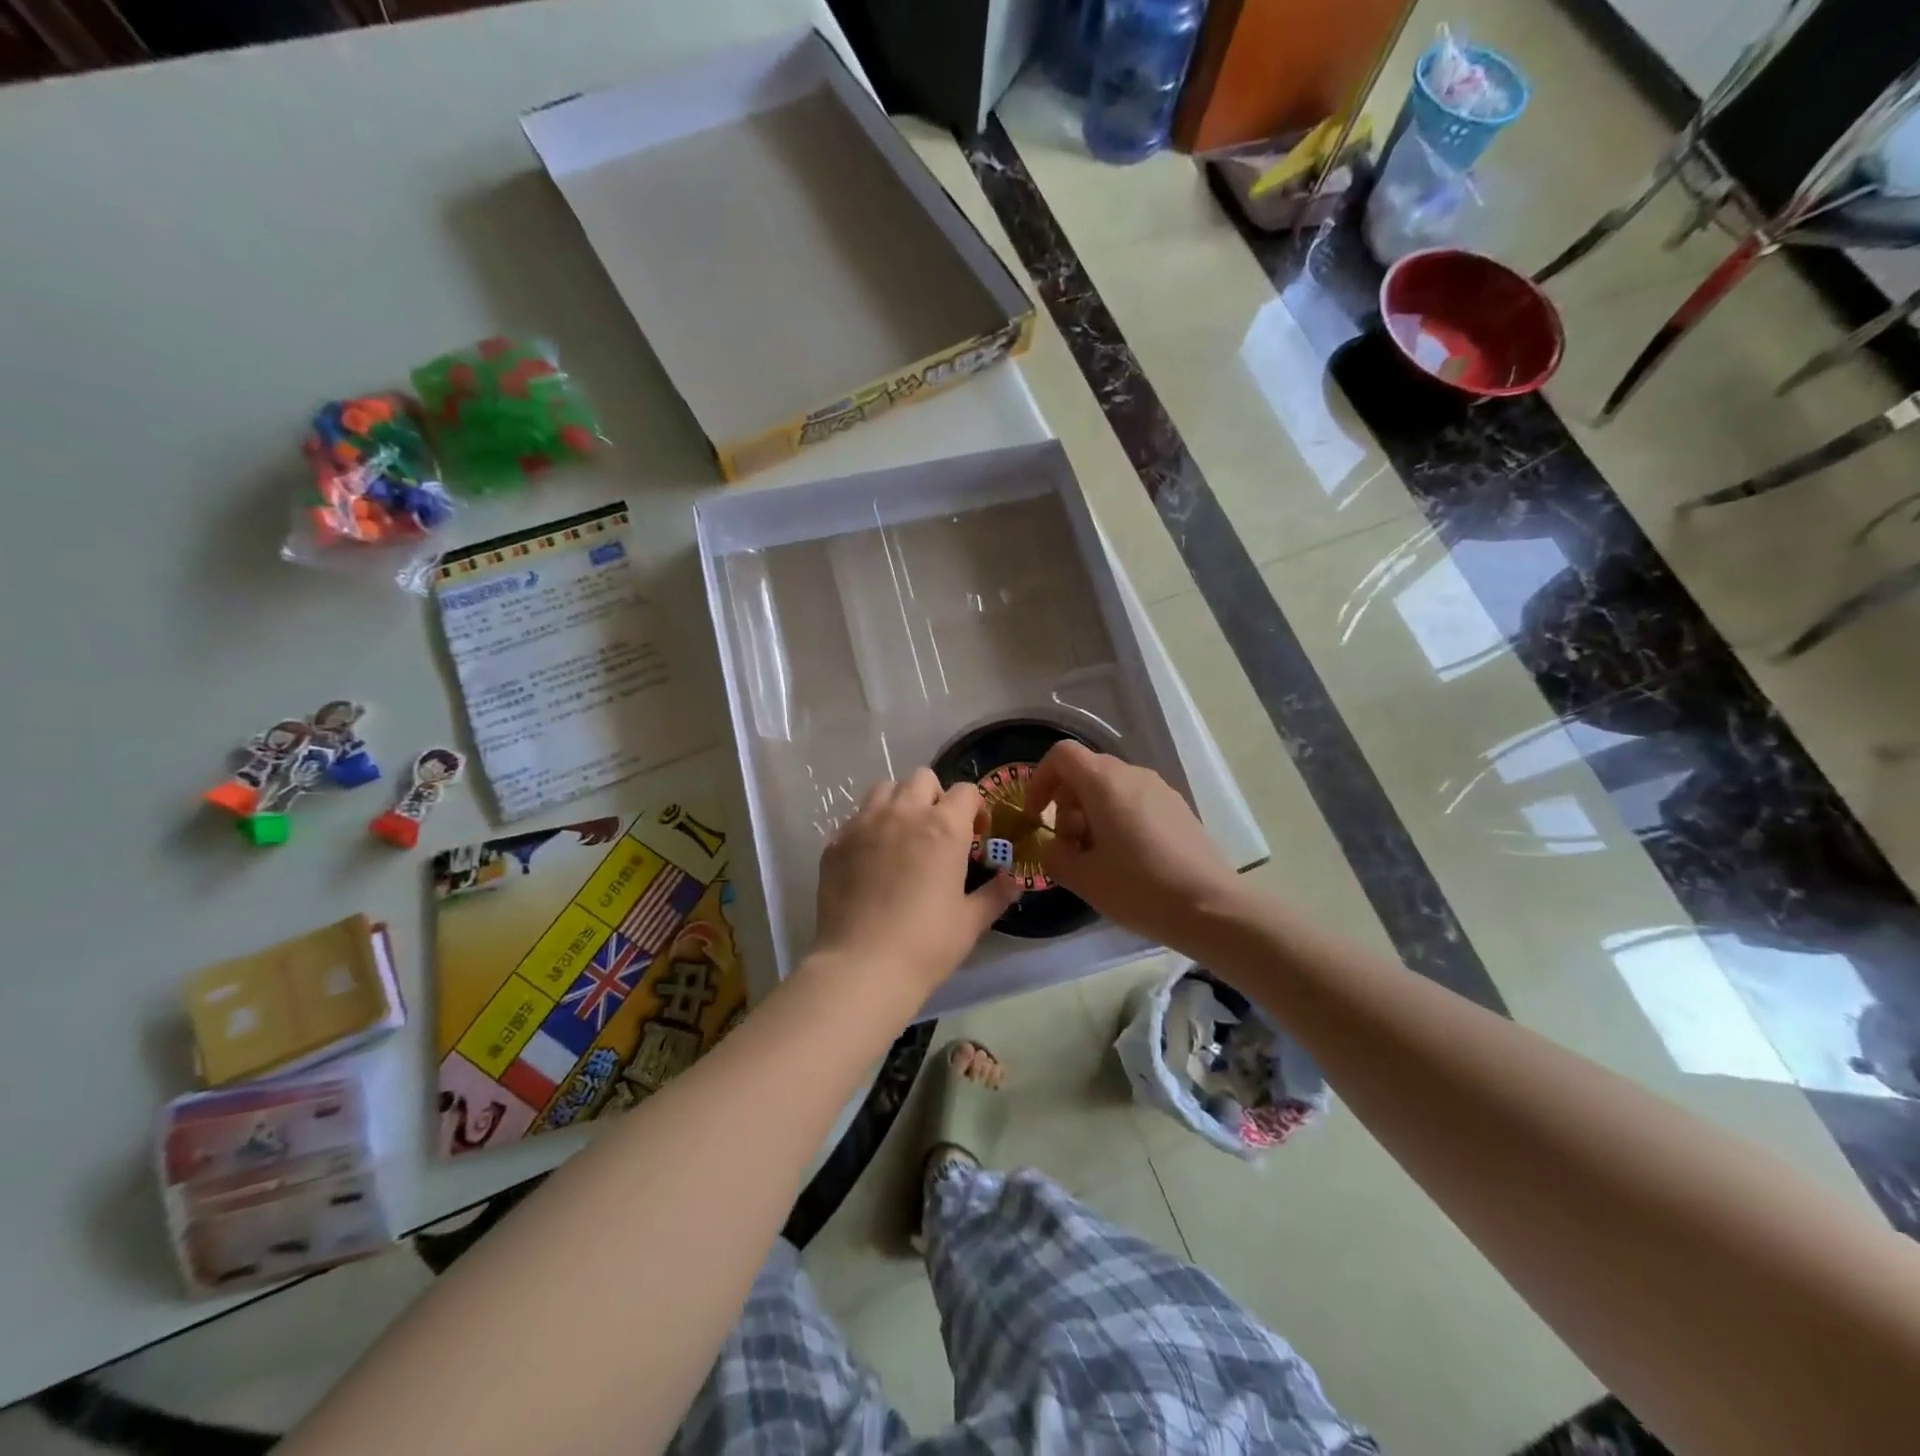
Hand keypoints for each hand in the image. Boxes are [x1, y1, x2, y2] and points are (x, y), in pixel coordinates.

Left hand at [812, 769, 1021, 997]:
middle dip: (935, 797)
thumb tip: (1014, 881)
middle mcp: (904, 813)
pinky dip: (868, 827)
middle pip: (922, 778)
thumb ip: (995, 894)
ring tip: (902, 835)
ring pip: (884, 789)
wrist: (862, 966)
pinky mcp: (836, 842)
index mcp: (944, 827)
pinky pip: (856, 818)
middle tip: (938, 832)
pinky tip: (871, 859)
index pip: (966, 791)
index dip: (975, 808)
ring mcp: (864, 823)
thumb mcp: (971, 922)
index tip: (975, 835)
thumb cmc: (926, 943)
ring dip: (899, 802)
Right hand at [1025, 742, 1241, 948]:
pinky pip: (1135, 800)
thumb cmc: (1138, 888)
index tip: (1036, 816)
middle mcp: (1132, 774)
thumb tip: (1052, 847)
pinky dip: (1117, 819)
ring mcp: (1159, 789)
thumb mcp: (1082, 878)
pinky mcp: (1178, 808)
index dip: (1040, 780)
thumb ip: (1054, 856)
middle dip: (1066, 804)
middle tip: (1069, 846)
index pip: (1061, 755)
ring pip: (1111, 787)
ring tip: (1096, 858)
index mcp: (1104, 782)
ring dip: (1091, 814)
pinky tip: (1126, 860)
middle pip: (1085, 772)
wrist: (1211, 908)